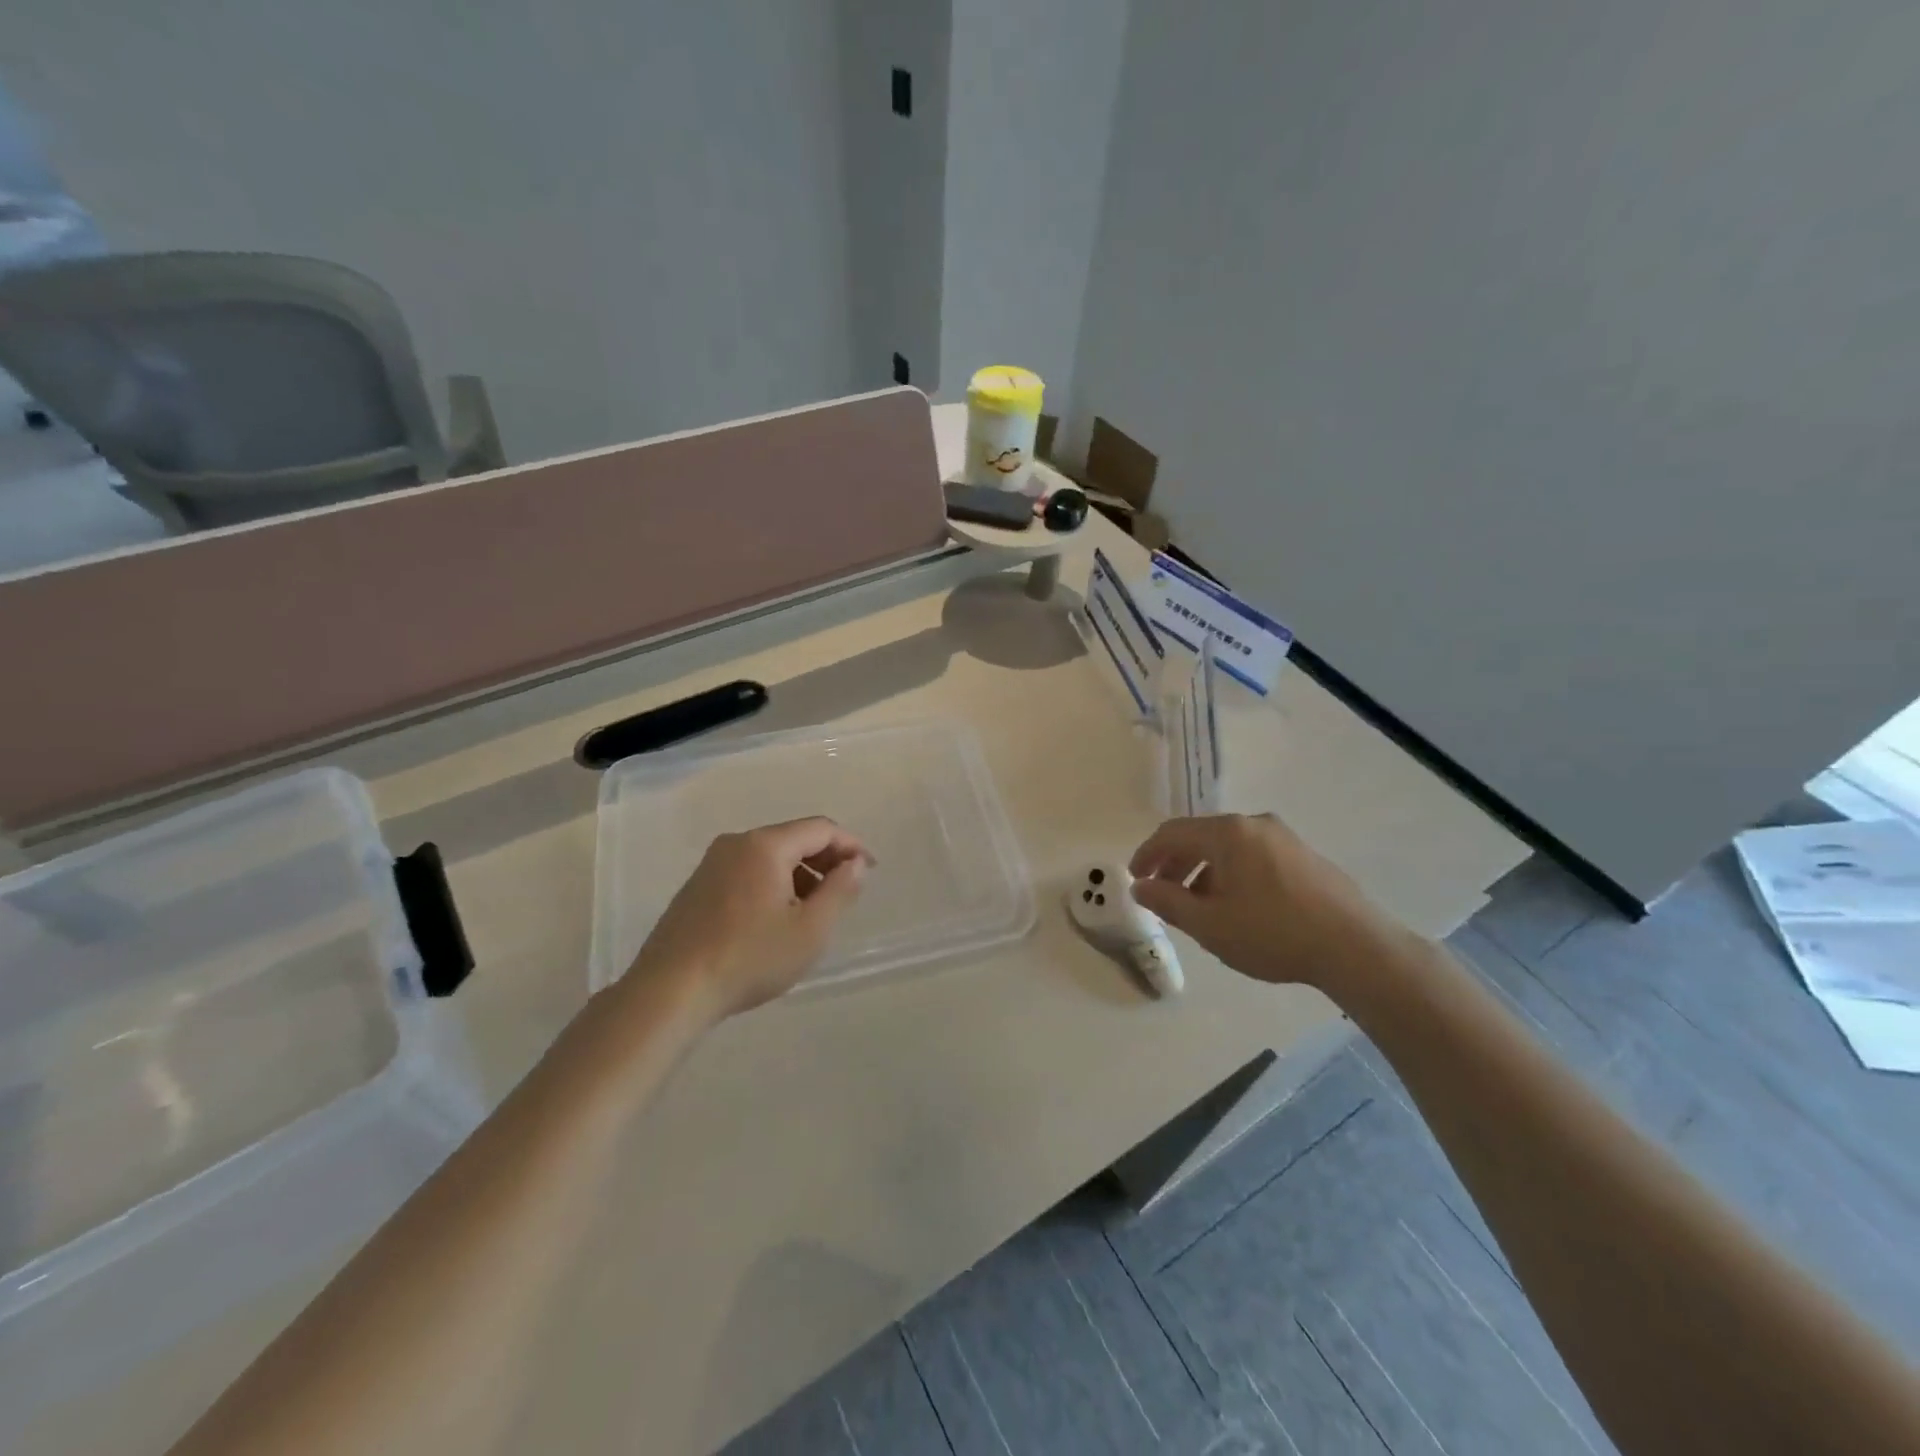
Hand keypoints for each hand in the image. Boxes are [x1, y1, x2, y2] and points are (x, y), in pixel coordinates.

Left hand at [626, 817, 871, 1021]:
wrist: (670, 991)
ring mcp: (712, 863)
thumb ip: (840, 890)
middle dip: (825, 860)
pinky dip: (773, 884)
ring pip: (770, 856)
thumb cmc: (749, 958)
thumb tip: (856, 863)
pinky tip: (775, 920)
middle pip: (794, 838)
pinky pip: (747, 871)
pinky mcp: (697, 886)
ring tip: (812, 913)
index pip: (821, 829)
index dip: (851, 846)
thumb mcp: (810, 930)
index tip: (870, 871)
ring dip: (800, 875)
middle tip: (845, 893)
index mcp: (766, 845)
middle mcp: (737, 843)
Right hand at [1128, 813, 1417, 991]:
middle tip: (1162, 894)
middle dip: (1175, 864)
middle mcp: (1254, 824)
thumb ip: (1168, 901)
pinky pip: (1253, 856)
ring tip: (1198, 906)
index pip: (1172, 833)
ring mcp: (1284, 838)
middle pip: (1200, 836)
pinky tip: (1236, 906)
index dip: (1147, 854)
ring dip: (1203, 872)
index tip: (1135, 879)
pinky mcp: (1305, 856)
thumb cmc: (1273, 933)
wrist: (1356, 947)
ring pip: (1228, 848)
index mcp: (1228, 832)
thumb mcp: (1209, 924)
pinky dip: (1231, 874)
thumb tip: (1141, 887)